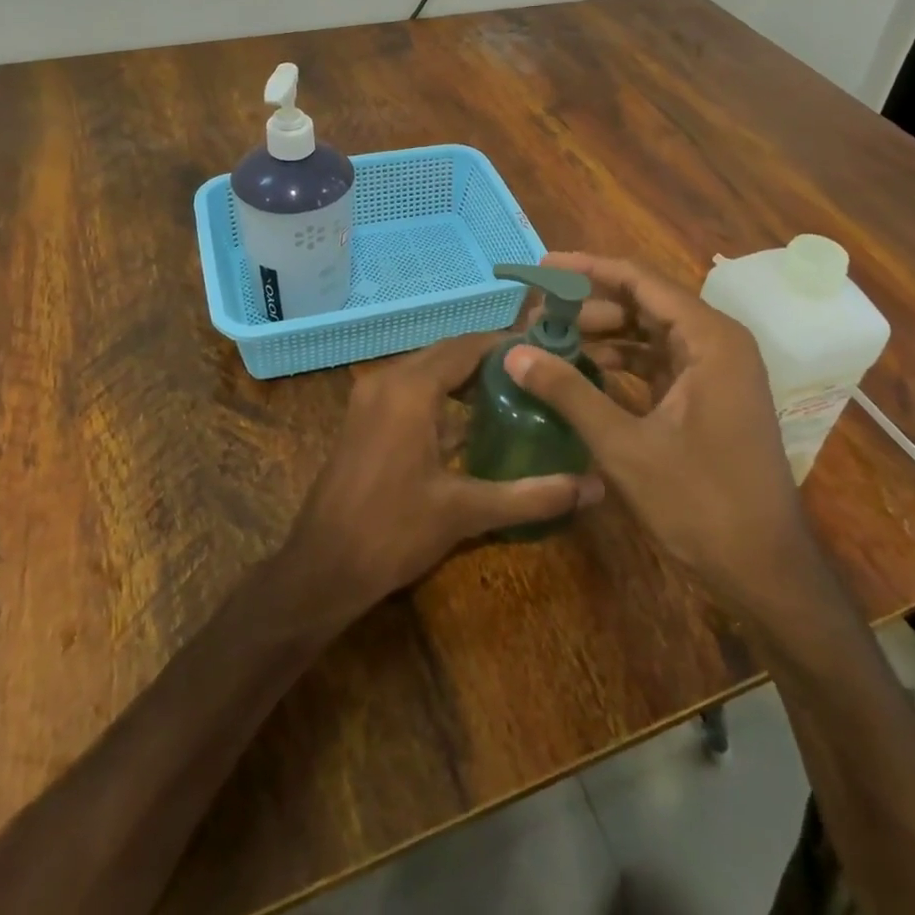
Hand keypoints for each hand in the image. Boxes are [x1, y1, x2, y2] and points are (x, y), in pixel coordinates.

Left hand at [284, 332, 605, 620]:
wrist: (321, 567)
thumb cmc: (393, 532)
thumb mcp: (466, 512)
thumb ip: (531, 496)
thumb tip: (593, 488)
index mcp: (411, 388)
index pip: (468, 346)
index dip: (507, 346)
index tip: (546, 355)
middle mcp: (387, 379)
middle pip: (447, 353)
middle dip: (489, 361)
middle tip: (535, 377)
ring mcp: (369, 396)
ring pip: (426, 369)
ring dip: (464, 376)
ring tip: (512, 395)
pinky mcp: (363, 416)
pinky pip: (409, 387)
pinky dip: (440, 393)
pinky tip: (469, 422)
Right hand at [503, 254, 820, 620]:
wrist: (765, 570)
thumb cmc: (701, 502)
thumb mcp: (625, 446)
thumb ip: (568, 392)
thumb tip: (513, 352)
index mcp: (709, 338)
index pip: (639, 280)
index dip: (587, 269)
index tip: (541, 268)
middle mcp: (717, 342)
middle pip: (644, 303)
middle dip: (589, 305)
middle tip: (536, 315)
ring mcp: (715, 371)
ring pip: (649, 333)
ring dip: (602, 334)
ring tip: (550, 339)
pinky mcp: (708, 397)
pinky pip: (657, 362)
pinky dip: (620, 363)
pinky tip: (582, 370)